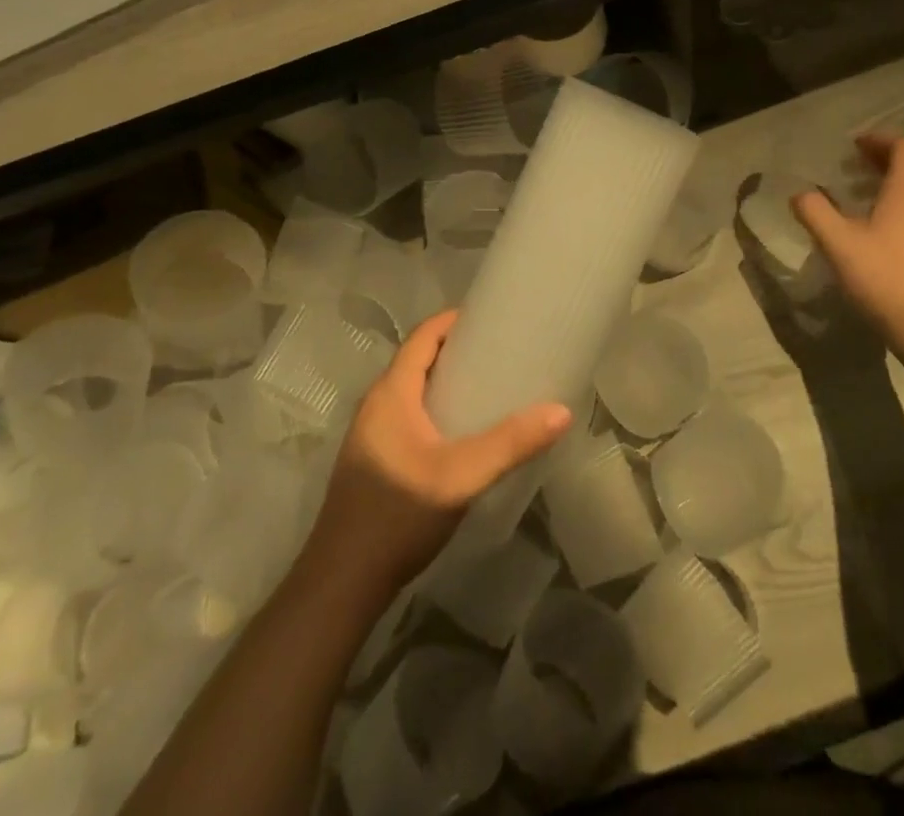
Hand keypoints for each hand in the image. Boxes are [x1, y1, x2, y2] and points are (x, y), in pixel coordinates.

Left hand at [307, 310, 570, 598]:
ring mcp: (371, 434)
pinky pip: (409, 415)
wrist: (341, 584)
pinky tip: (462, 433)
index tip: (493, 319)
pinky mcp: (374, 461)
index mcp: (391, 393)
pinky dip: (436, 408)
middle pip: (418, 360)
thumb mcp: (461, 477)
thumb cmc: (397, 516)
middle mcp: (377, 404)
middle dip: (457, 350)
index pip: (423, 336)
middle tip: (501, 353)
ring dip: (447, 381)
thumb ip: (510, 443)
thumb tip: (562, 411)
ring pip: (413, 390)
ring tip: (489, 388)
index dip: (455, 320)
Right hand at [792, 135, 903, 360]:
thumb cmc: (883, 276)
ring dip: (880, 186)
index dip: (880, 139)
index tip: (853, 146)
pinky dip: (887, 208)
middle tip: (844, 168)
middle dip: (876, 161)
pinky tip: (863, 231)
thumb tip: (799, 194)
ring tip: (848, 198)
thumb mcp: (838, 243)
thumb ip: (815, 212)